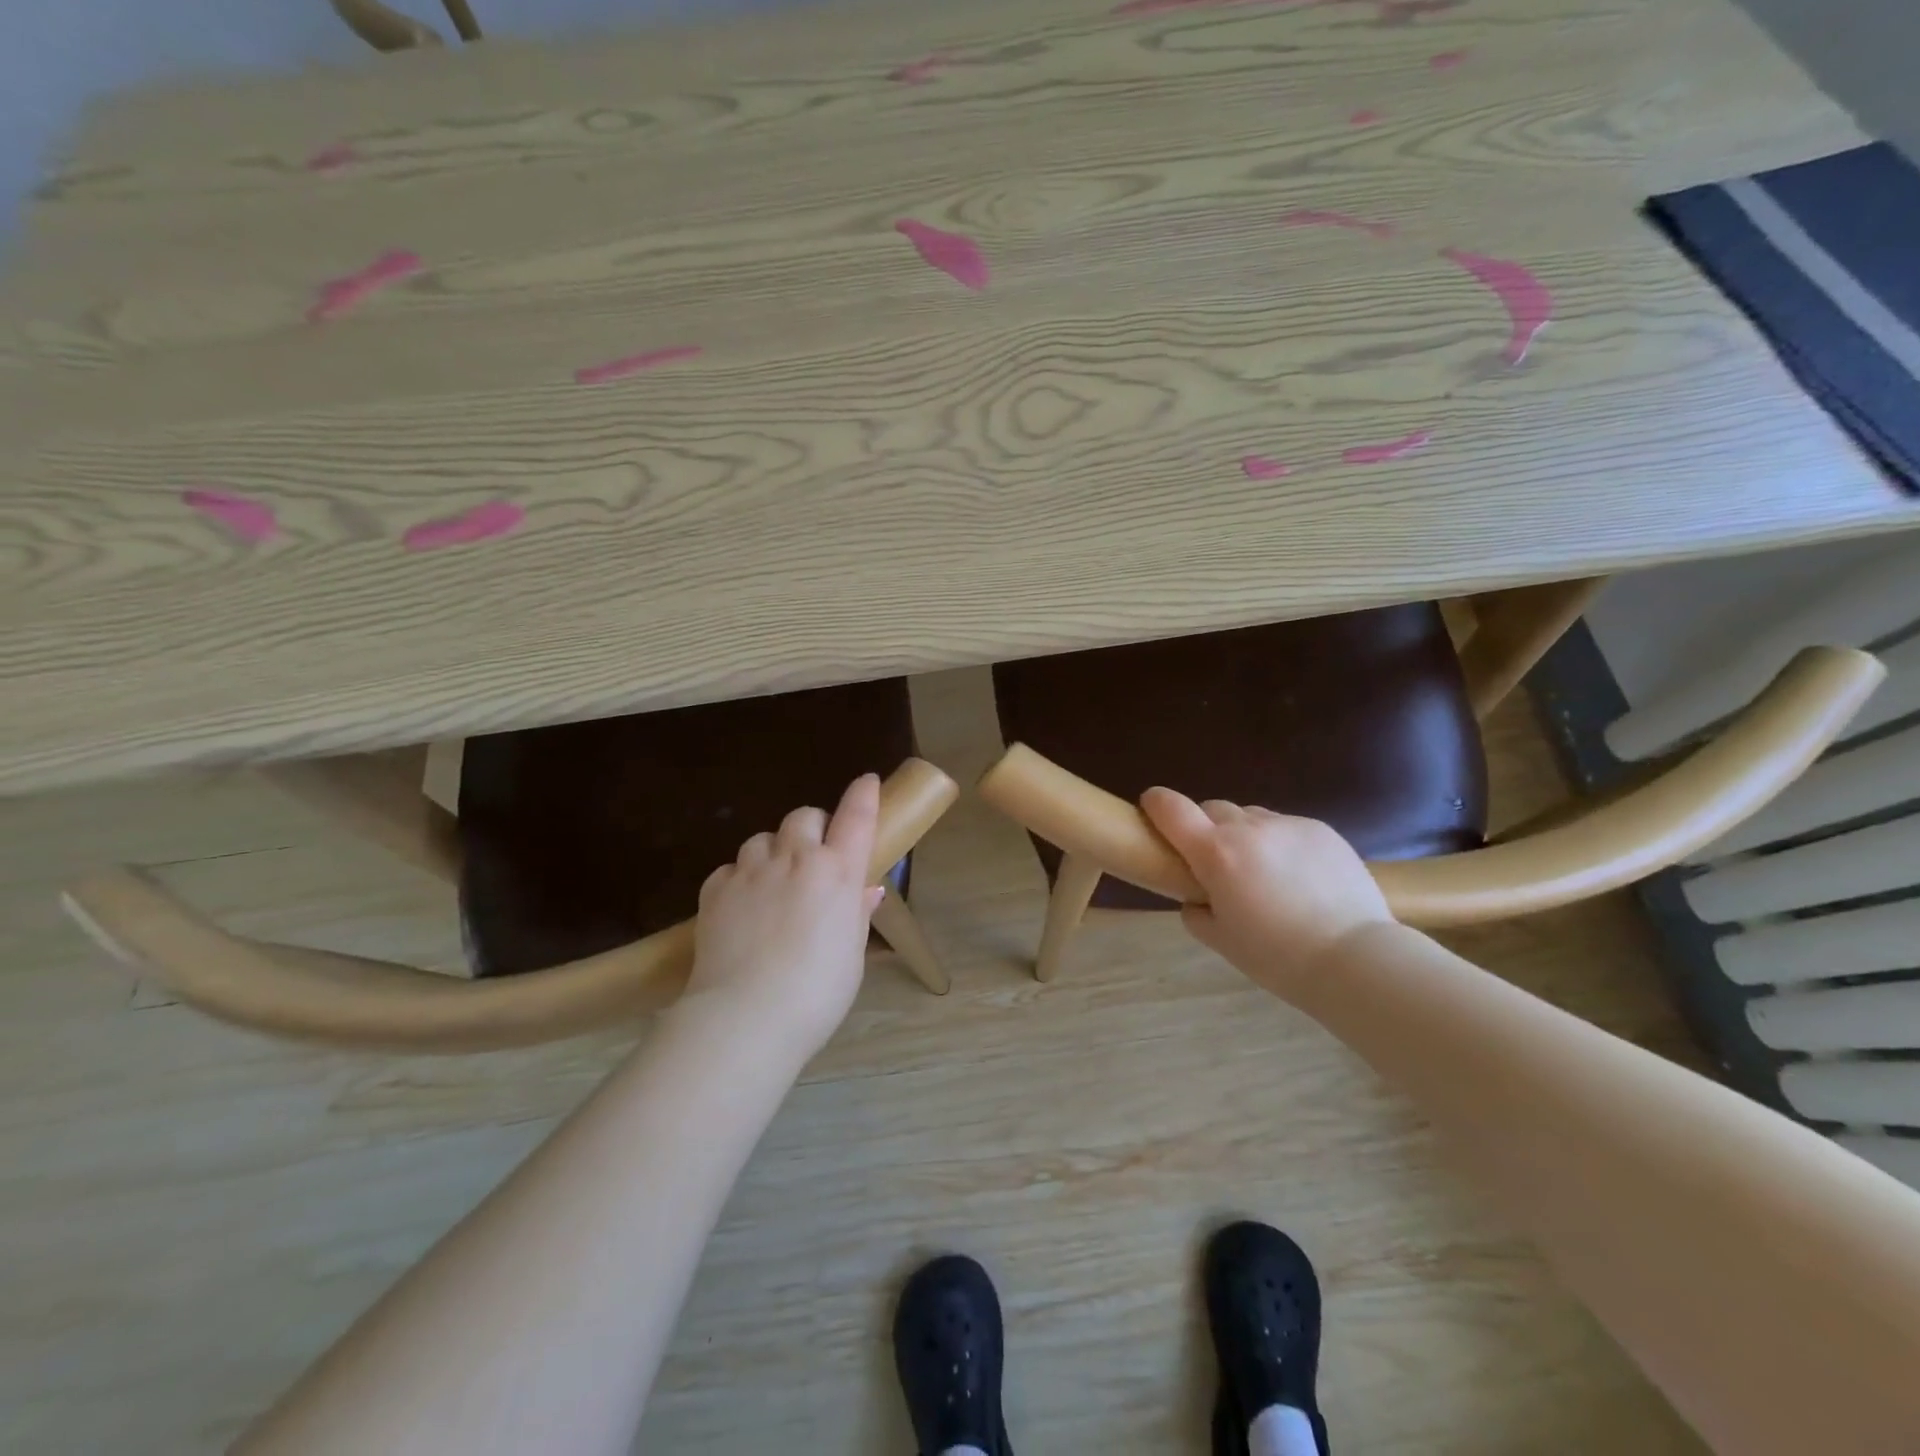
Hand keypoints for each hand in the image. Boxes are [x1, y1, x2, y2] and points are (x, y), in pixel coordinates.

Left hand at [684, 774, 884, 1061]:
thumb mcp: (852, 954)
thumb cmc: (817, 992)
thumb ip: (857, 914)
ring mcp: (751, 871)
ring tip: (773, 883)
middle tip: (814, 855)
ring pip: (763, 838)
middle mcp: (795, 859)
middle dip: (812, 827)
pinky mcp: (715, 889)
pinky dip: (740, 878)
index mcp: (837, 872)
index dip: (863, 795)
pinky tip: (742, 906)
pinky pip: (731, 867)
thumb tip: (865, 891)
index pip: (856, 817)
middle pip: (804, 816)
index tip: (866, 782)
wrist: (746, 1016)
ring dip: (774, 851)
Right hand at [1140, 787, 1393, 1001]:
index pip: (1171, 808)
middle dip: (1205, 827)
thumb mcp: (1220, 940)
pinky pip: (1286, 827)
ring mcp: (1288, 825)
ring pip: (1251, 817)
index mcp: (1215, 853)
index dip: (1156, 804)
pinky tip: (1298, 877)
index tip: (1152, 810)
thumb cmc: (1277, 957)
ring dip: (1244, 834)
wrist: (1355, 958)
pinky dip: (1280, 843)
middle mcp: (1248, 828)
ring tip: (1263, 872)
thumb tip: (1196, 897)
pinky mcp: (1321, 829)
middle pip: (1212, 808)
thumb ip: (1195, 912)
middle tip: (1217, 862)